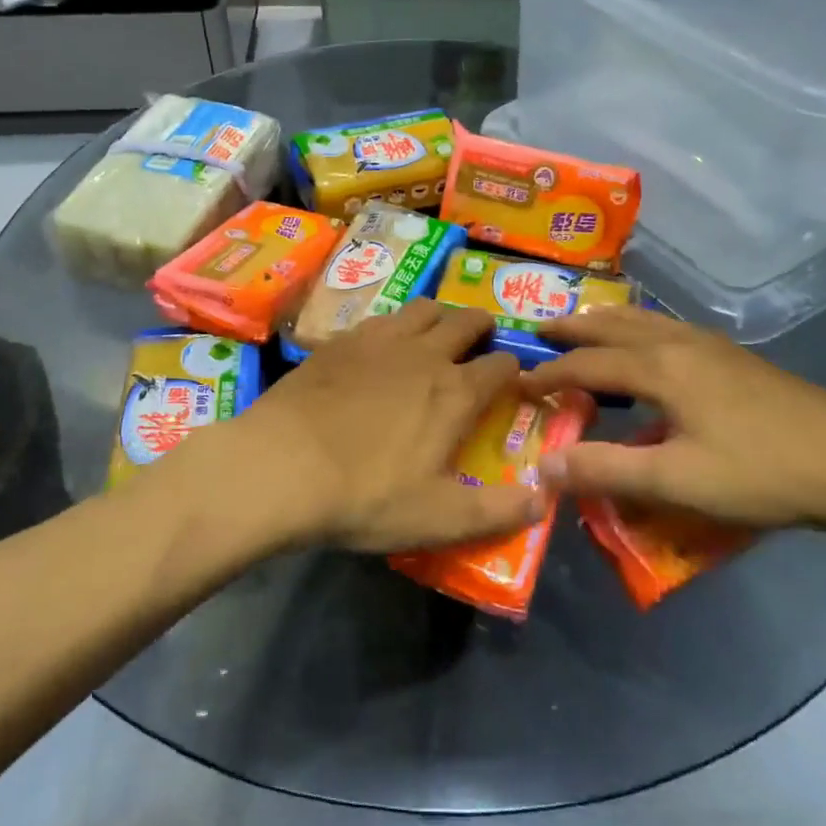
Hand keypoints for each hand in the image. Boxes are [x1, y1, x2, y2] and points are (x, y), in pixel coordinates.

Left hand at [229, 301, 540, 552]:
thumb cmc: (365, 495)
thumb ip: (497, 511)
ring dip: (439, 317)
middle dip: (482, 327)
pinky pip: (380, 318)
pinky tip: (381, 347)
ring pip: (423, 308)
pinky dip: (394, 326)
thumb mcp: (438, 518)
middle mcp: (424, 353)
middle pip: (466, 320)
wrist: (280, 465)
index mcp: (455, 392)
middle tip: (479, 345)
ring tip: (434, 337)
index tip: (512, 383)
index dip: (514, 371)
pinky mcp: (340, 340)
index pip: (502, 366)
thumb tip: (545, 498)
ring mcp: (379, 340)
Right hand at [520, 305, 825, 531]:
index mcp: (659, 367)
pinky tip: (645, 346)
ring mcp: (709, 344)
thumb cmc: (762, 472)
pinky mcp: (732, 356)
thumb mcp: (677, 482)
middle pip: (611, 325)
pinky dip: (635, 328)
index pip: (585, 364)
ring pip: (641, 320)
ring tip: (580, 328)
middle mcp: (678, 342)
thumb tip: (542, 465)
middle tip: (537, 331)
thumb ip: (606, 470)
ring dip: (602, 322)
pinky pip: (664, 327)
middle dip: (570, 328)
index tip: (514, 383)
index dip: (546, 373)